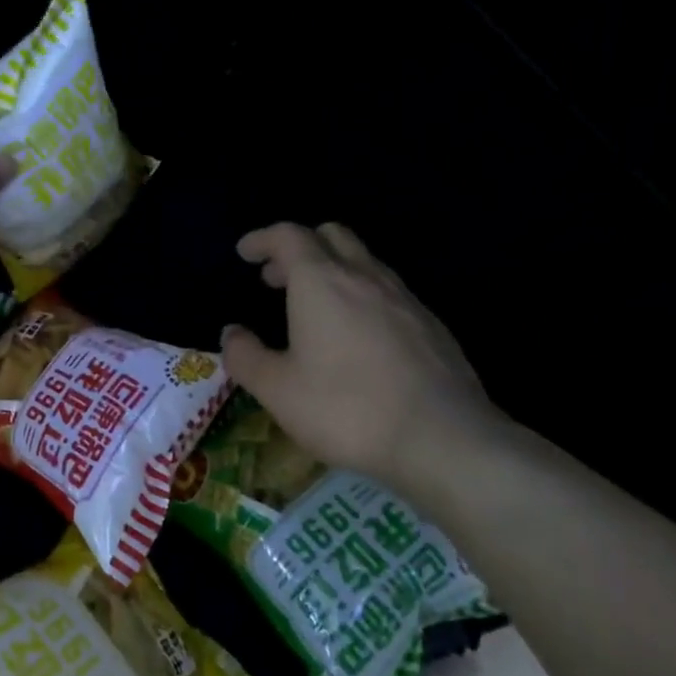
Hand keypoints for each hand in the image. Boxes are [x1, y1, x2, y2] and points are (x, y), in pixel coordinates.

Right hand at [221, 223, 503, 493]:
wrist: (444, 439)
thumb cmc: (347, 409)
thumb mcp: (277, 390)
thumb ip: (245, 357)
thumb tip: (231, 333)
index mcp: (321, 282)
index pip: (288, 236)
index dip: (262, 239)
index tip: (245, 253)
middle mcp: (364, 277)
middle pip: (330, 235)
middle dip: (298, 247)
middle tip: (276, 278)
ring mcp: (404, 298)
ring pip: (363, 261)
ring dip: (332, 270)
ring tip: (314, 307)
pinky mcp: (431, 325)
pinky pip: (388, 291)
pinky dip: (361, 295)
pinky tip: (357, 336)